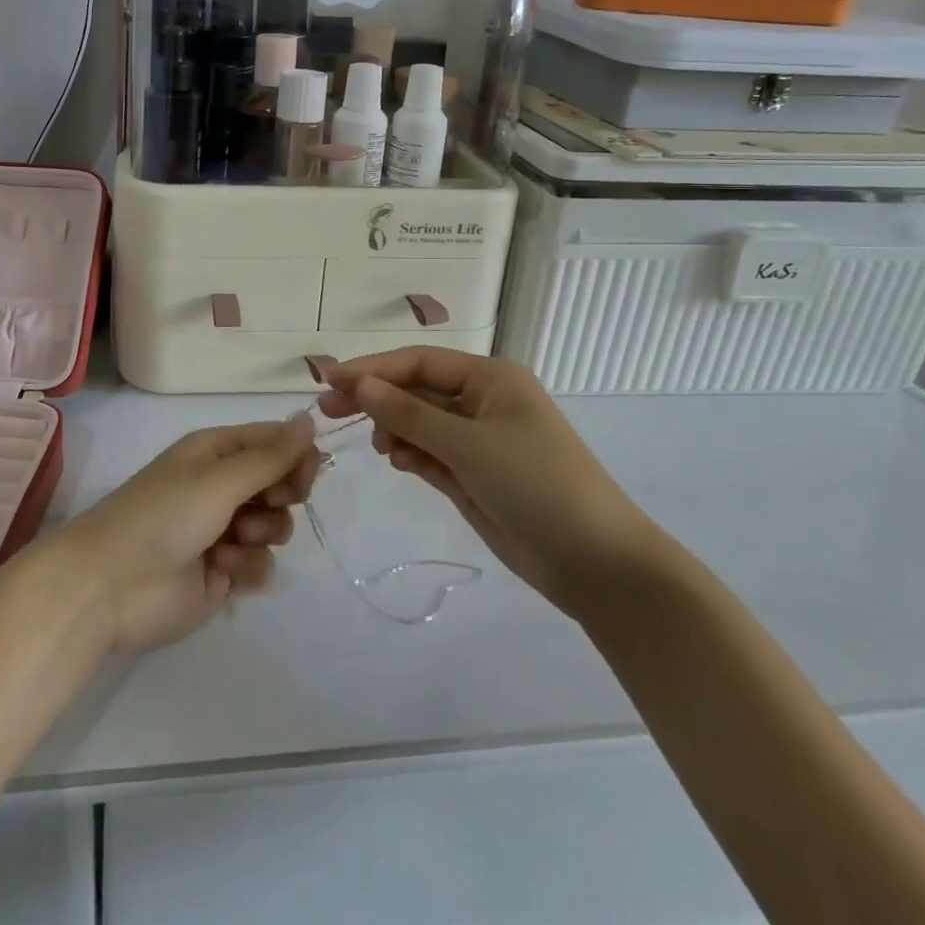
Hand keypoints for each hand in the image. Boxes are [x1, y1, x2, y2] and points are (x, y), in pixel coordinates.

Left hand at [45, 416, 323, 654]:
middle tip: (271, 503)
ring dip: (263, 534)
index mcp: (214, 452)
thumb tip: (308, 419)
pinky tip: (223, 572)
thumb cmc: (163, 516)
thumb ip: (269, 456)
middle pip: (278, 483)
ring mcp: (222, 532)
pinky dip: (247, 568)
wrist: (110, 587)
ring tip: (233, 542)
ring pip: (275, 526)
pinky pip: (260, 565)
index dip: (295, 454)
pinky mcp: (222, 573)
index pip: (271, 441)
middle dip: (281, 496)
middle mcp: (220, 486)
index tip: (308, 474)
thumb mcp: (219, 479)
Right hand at [319, 348, 661, 615]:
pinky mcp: (474, 474)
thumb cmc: (536, 484)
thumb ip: (409, 413)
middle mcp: (483, 401)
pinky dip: (410, 454)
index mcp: (491, 378)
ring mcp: (478, 439)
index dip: (373, 368)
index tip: (330, 380)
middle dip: (376, 397)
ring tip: (382, 448)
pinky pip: (430, 452)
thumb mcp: (468, 444)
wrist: (596, 563)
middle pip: (416, 389)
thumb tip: (359, 385)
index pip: (419, 361)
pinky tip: (398, 462)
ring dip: (394, 428)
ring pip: (420, 422)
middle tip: (328, 410)